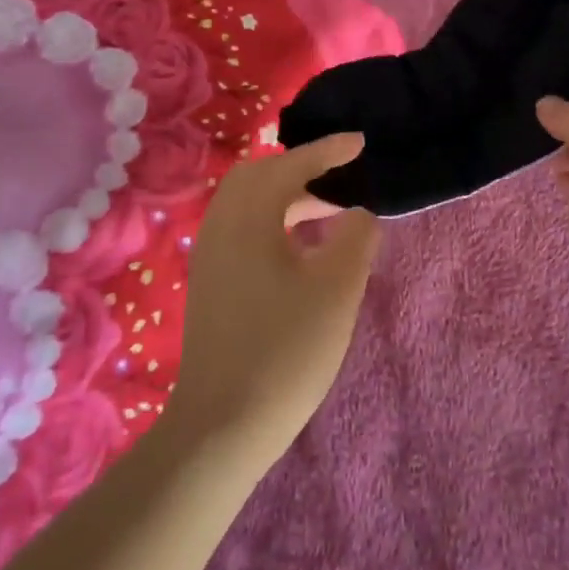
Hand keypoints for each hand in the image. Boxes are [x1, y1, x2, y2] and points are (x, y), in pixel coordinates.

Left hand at [166, 133, 380, 462]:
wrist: (221, 426)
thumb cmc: (285, 350)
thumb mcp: (337, 289)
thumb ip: (355, 237)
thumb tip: (357, 213)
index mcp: (248, 217)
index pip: (289, 165)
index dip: (327, 150)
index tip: (360, 143)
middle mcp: (220, 225)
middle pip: (258, 176)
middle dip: (299, 168)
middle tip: (338, 177)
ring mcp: (209, 256)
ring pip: (247, 204)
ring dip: (286, 197)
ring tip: (327, 213)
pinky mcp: (208, 283)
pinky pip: (240, 228)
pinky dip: (271, 221)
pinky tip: (298, 251)